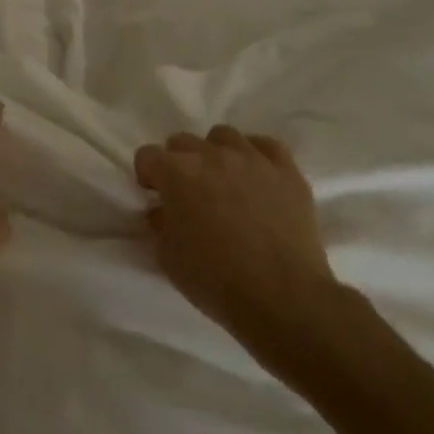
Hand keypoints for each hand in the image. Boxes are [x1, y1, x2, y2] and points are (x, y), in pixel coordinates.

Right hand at [135, 127, 340, 352]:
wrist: (282, 297)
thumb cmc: (215, 280)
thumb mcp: (168, 257)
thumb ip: (160, 224)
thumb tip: (163, 210)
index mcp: (177, 173)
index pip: (148, 155)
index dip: (148, 175)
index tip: (155, 195)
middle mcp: (212, 155)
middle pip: (183, 142)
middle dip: (178, 163)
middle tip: (187, 192)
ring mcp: (252, 159)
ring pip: (224, 136)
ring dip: (215, 153)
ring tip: (222, 181)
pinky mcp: (286, 171)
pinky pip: (265, 146)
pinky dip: (255, 155)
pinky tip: (255, 176)